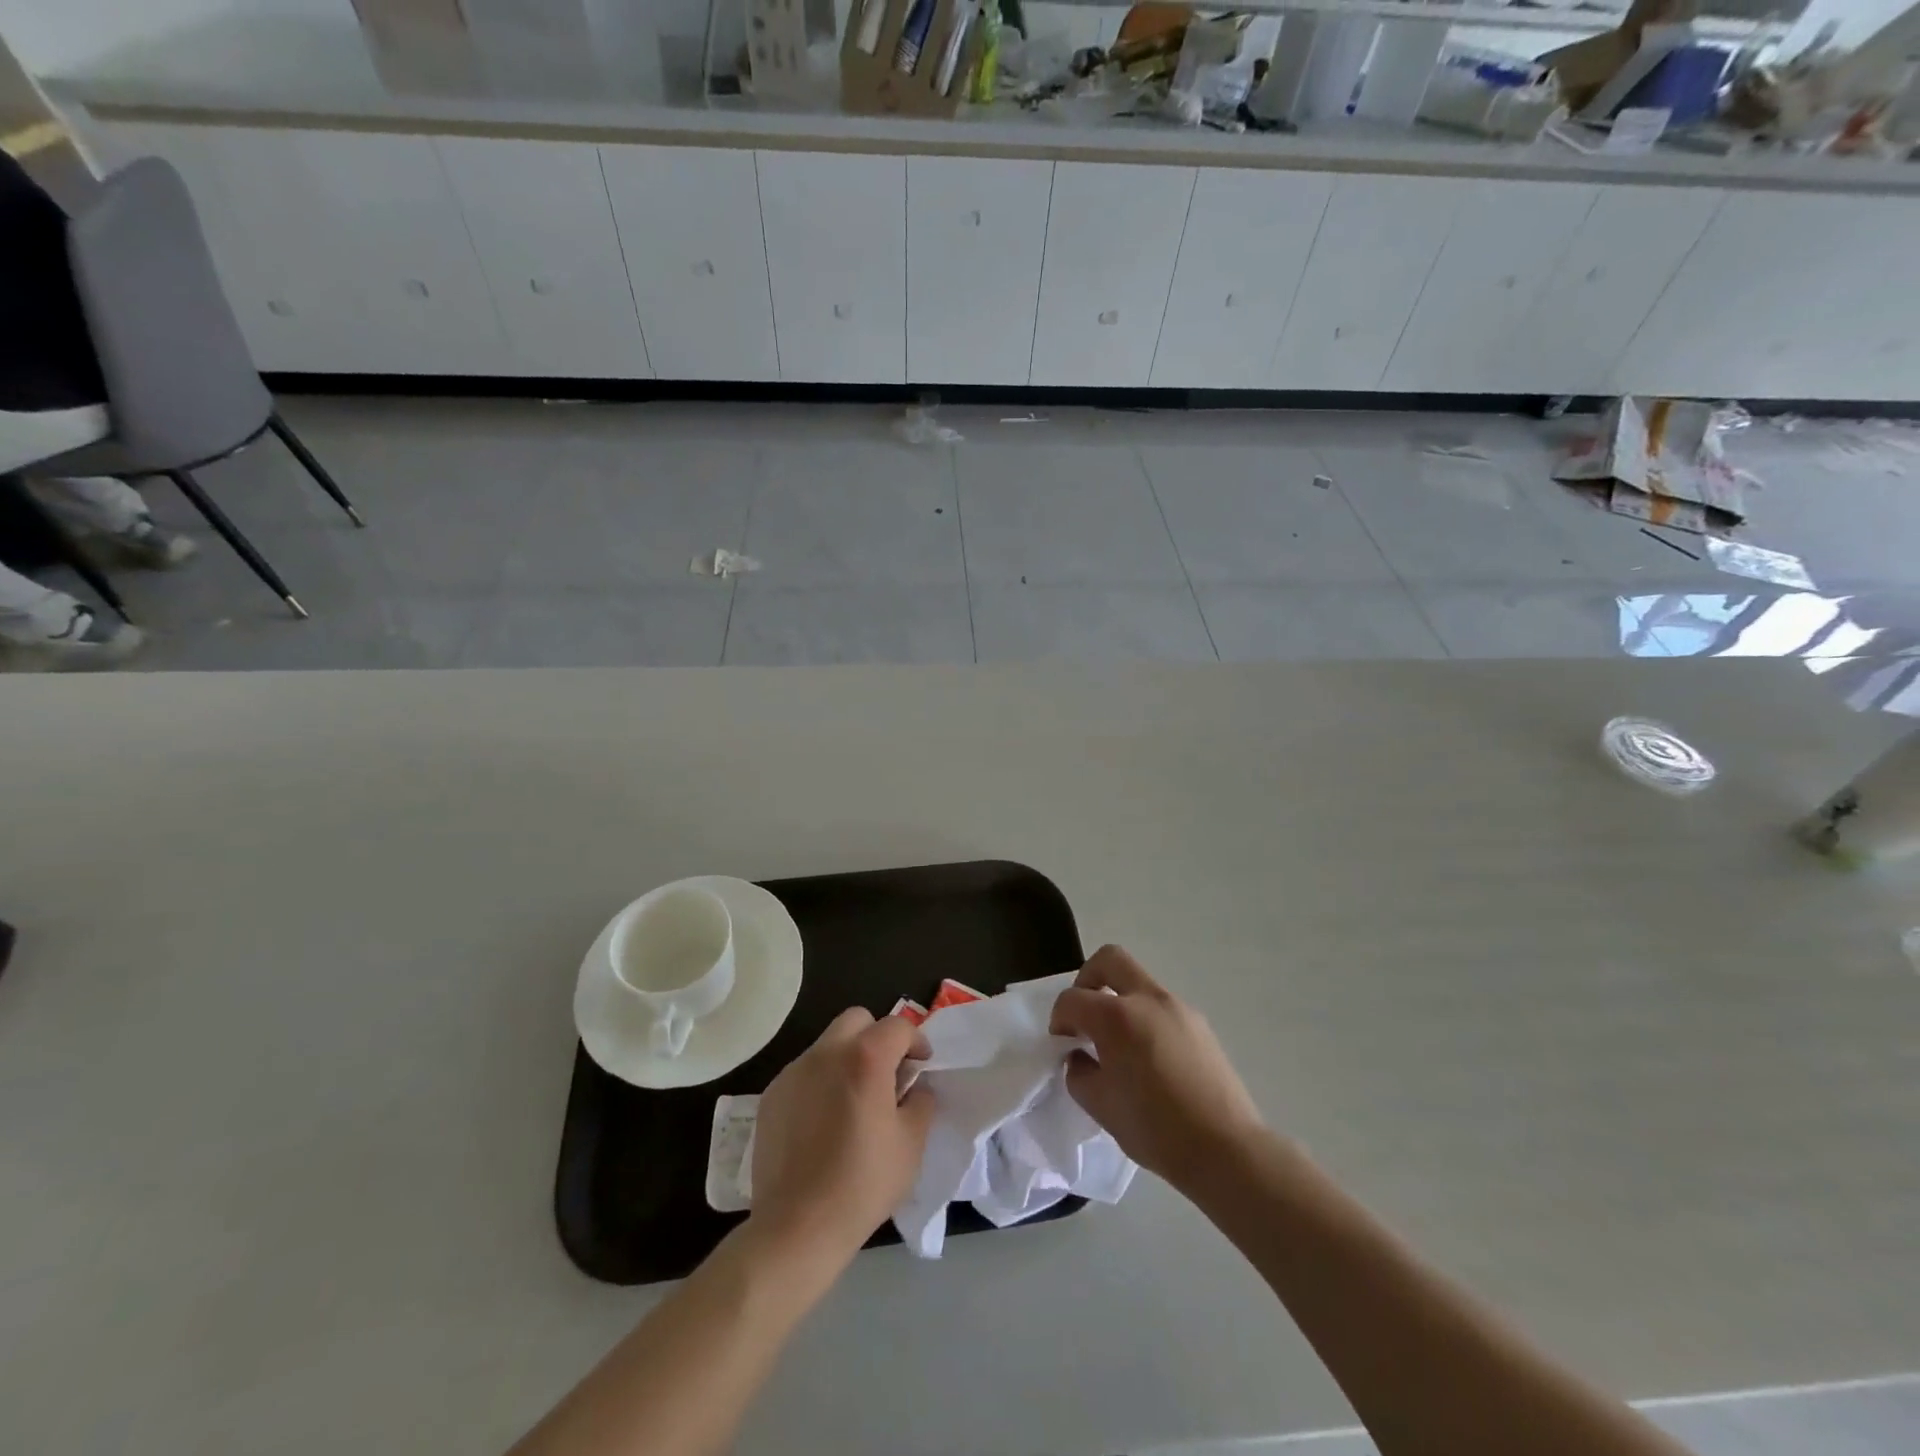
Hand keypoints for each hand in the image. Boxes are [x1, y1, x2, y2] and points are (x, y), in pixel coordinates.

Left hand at [749, 1010, 934, 1264]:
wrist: (797, 1226)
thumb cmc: (863, 1183)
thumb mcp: (911, 1144)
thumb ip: (920, 1102)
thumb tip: (915, 1086)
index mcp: (865, 1058)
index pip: (897, 1026)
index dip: (915, 1041)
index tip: (921, 1065)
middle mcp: (827, 1053)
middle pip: (857, 1020)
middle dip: (877, 1037)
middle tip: (887, 1073)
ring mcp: (794, 1071)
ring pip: (828, 1044)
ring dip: (847, 1058)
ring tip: (854, 1100)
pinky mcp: (772, 1095)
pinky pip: (804, 1072)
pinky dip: (821, 1081)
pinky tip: (824, 1122)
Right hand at [1050, 945, 1264, 1191]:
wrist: (1226, 1149)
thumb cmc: (1155, 1129)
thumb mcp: (1100, 1106)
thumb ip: (1079, 1072)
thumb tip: (1081, 1057)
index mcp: (1117, 1016)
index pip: (1072, 999)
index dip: (1059, 1019)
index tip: (1062, 1045)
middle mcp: (1147, 999)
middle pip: (1110, 959)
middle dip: (1088, 979)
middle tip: (1084, 1016)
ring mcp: (1178, 1008)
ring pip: (1139, 983)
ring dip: (1119, 1000)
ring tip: (1118, 1045)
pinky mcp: (1200, 1024)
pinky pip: (1161, 1007)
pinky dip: (1145, 1018)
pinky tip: (1149, 1059)